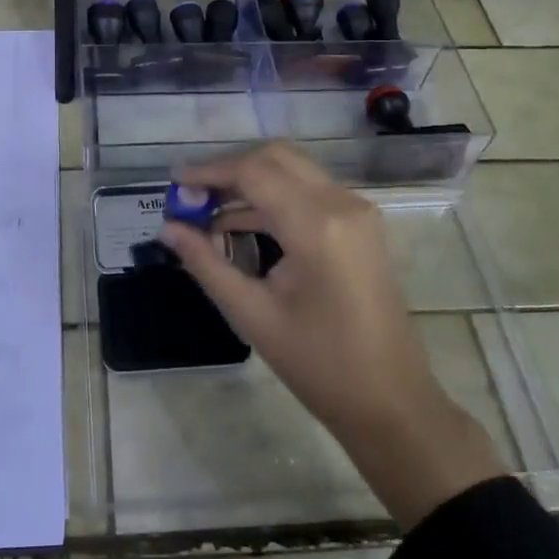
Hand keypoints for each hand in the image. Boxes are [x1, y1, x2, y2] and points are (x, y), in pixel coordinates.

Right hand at [159, 143, 503, 526]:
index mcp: (317, 226)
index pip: (253, 172)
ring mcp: (357, 211)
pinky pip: (309, 191)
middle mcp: (342, 204)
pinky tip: (239, 223)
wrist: (391, 401)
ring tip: (205, 210)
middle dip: (229, 169)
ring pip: (293, 170)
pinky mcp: (360, 224)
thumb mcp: (253, 314)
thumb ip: (206, 263)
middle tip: (191, 195)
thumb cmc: (319, 365)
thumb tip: (167, 229)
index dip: (208, 172)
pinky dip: (273, 197)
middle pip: (275, 158)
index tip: (172, 183)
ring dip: (250, 181)